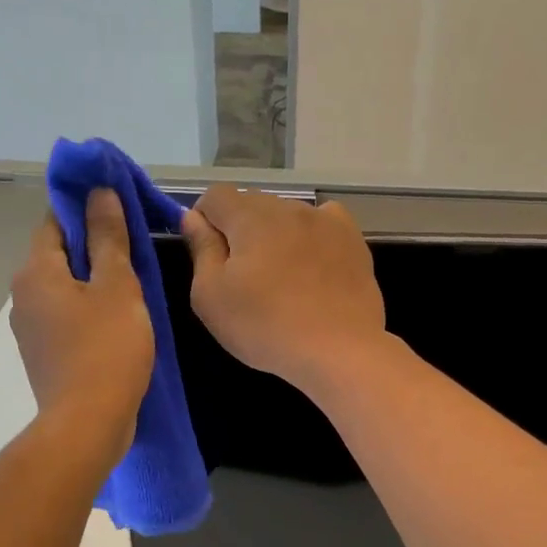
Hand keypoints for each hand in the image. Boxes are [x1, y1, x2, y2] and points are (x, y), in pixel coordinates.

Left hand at [11, 190, 154, 466]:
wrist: (88, 423)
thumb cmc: (107, 349)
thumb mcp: (117, 287)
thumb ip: (108, 238)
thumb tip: (99, 192)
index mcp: (35, 272)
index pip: (54, 222)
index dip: (85, 211)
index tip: (119, 214)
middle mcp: (22, 297)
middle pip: (58, 257)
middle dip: (92, 250)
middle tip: (135, 255)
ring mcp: (29, 331)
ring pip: (63, 291)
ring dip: (92, 285)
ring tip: (132, 292)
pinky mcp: (42, 358)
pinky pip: (65, 321)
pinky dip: (87, 315)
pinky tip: (116, 327)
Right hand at [182, 187, 387, 396]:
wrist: (339, 351)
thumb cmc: (265, 327)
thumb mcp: (211, 296)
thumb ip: (201, 250)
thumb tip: (193, 217)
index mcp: (250, 215)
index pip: (215, 196)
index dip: (204, 221)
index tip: (208, 256)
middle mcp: (289, 206)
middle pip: (252, 204)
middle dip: (240, 230)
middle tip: (243, 277)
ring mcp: (326, 221)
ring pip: (287, 215)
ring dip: (276, 235)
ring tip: (281, 279)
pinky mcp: (353, 240)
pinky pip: (323, 223)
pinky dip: (311, 237)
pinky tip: (313, 265)